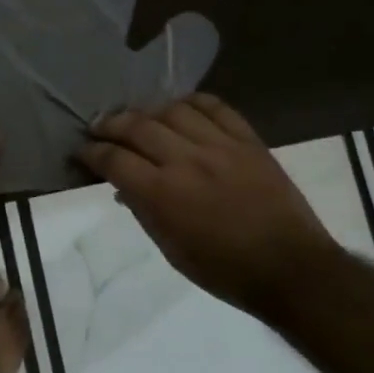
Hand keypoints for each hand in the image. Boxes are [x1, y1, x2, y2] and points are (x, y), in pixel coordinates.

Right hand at [77, 94, 340, 307]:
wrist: (291, 269)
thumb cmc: (224, 270)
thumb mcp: (171, 250)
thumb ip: (144, 211)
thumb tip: (123, 186)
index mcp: (162, 194)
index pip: (114, 160)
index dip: (91, 153)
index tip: (82, 151)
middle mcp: (186, 161)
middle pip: (137, 126)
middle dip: (110, 124)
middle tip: (99, 127)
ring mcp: (220, 146)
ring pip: (173, 110)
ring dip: (149, 110)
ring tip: (140, 117)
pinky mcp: (248, 141)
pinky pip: (216, 107)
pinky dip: (193, 102)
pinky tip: (181, 107)